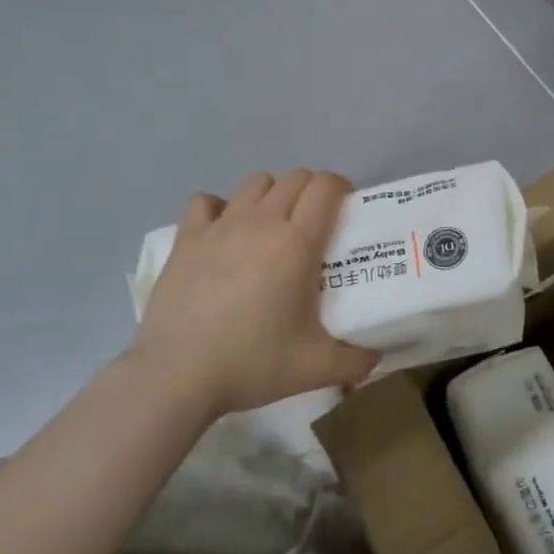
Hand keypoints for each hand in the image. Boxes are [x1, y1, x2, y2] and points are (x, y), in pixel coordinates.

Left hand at [128, 170, 378, 417]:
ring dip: (272, 195)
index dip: (342, 189)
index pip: (326, 186)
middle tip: (315, 223)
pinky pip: (206, 202)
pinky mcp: (186, 239)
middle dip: (311, 190)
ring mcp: (220, 226)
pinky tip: (224, 232)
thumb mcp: (317, 368)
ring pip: (255, 183)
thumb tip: (376, 357)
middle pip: (294, 177)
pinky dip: (220, 208)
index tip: (346, 212)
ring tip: (273, 226)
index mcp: (297, 242)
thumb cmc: (252, 363)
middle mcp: (261, 222)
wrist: (176, 376)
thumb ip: (356, 361)